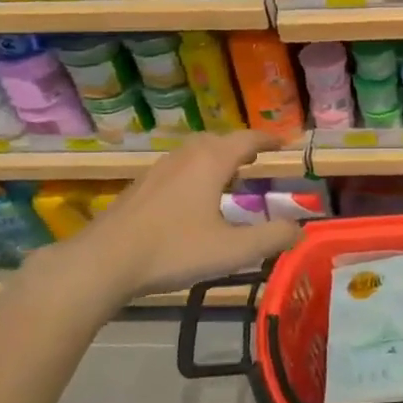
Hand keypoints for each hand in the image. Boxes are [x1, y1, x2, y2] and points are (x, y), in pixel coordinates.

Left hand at [46, 130, 302, 303]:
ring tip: (228, 178)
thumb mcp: (232, 250)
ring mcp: (158, 171)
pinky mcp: (139, 189)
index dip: (268, 139)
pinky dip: (195, 172)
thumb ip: (270, 238)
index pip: (246, 139)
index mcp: (211, 162)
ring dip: (215, 159)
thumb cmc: (173, 251)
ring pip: (193, 153)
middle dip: (240, 147)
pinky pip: (177, 169)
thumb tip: (300, 229)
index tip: (285, 143)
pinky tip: (192, 201)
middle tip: (256, 159)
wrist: (103, 262)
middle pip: (217, 140)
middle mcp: (184, 157)